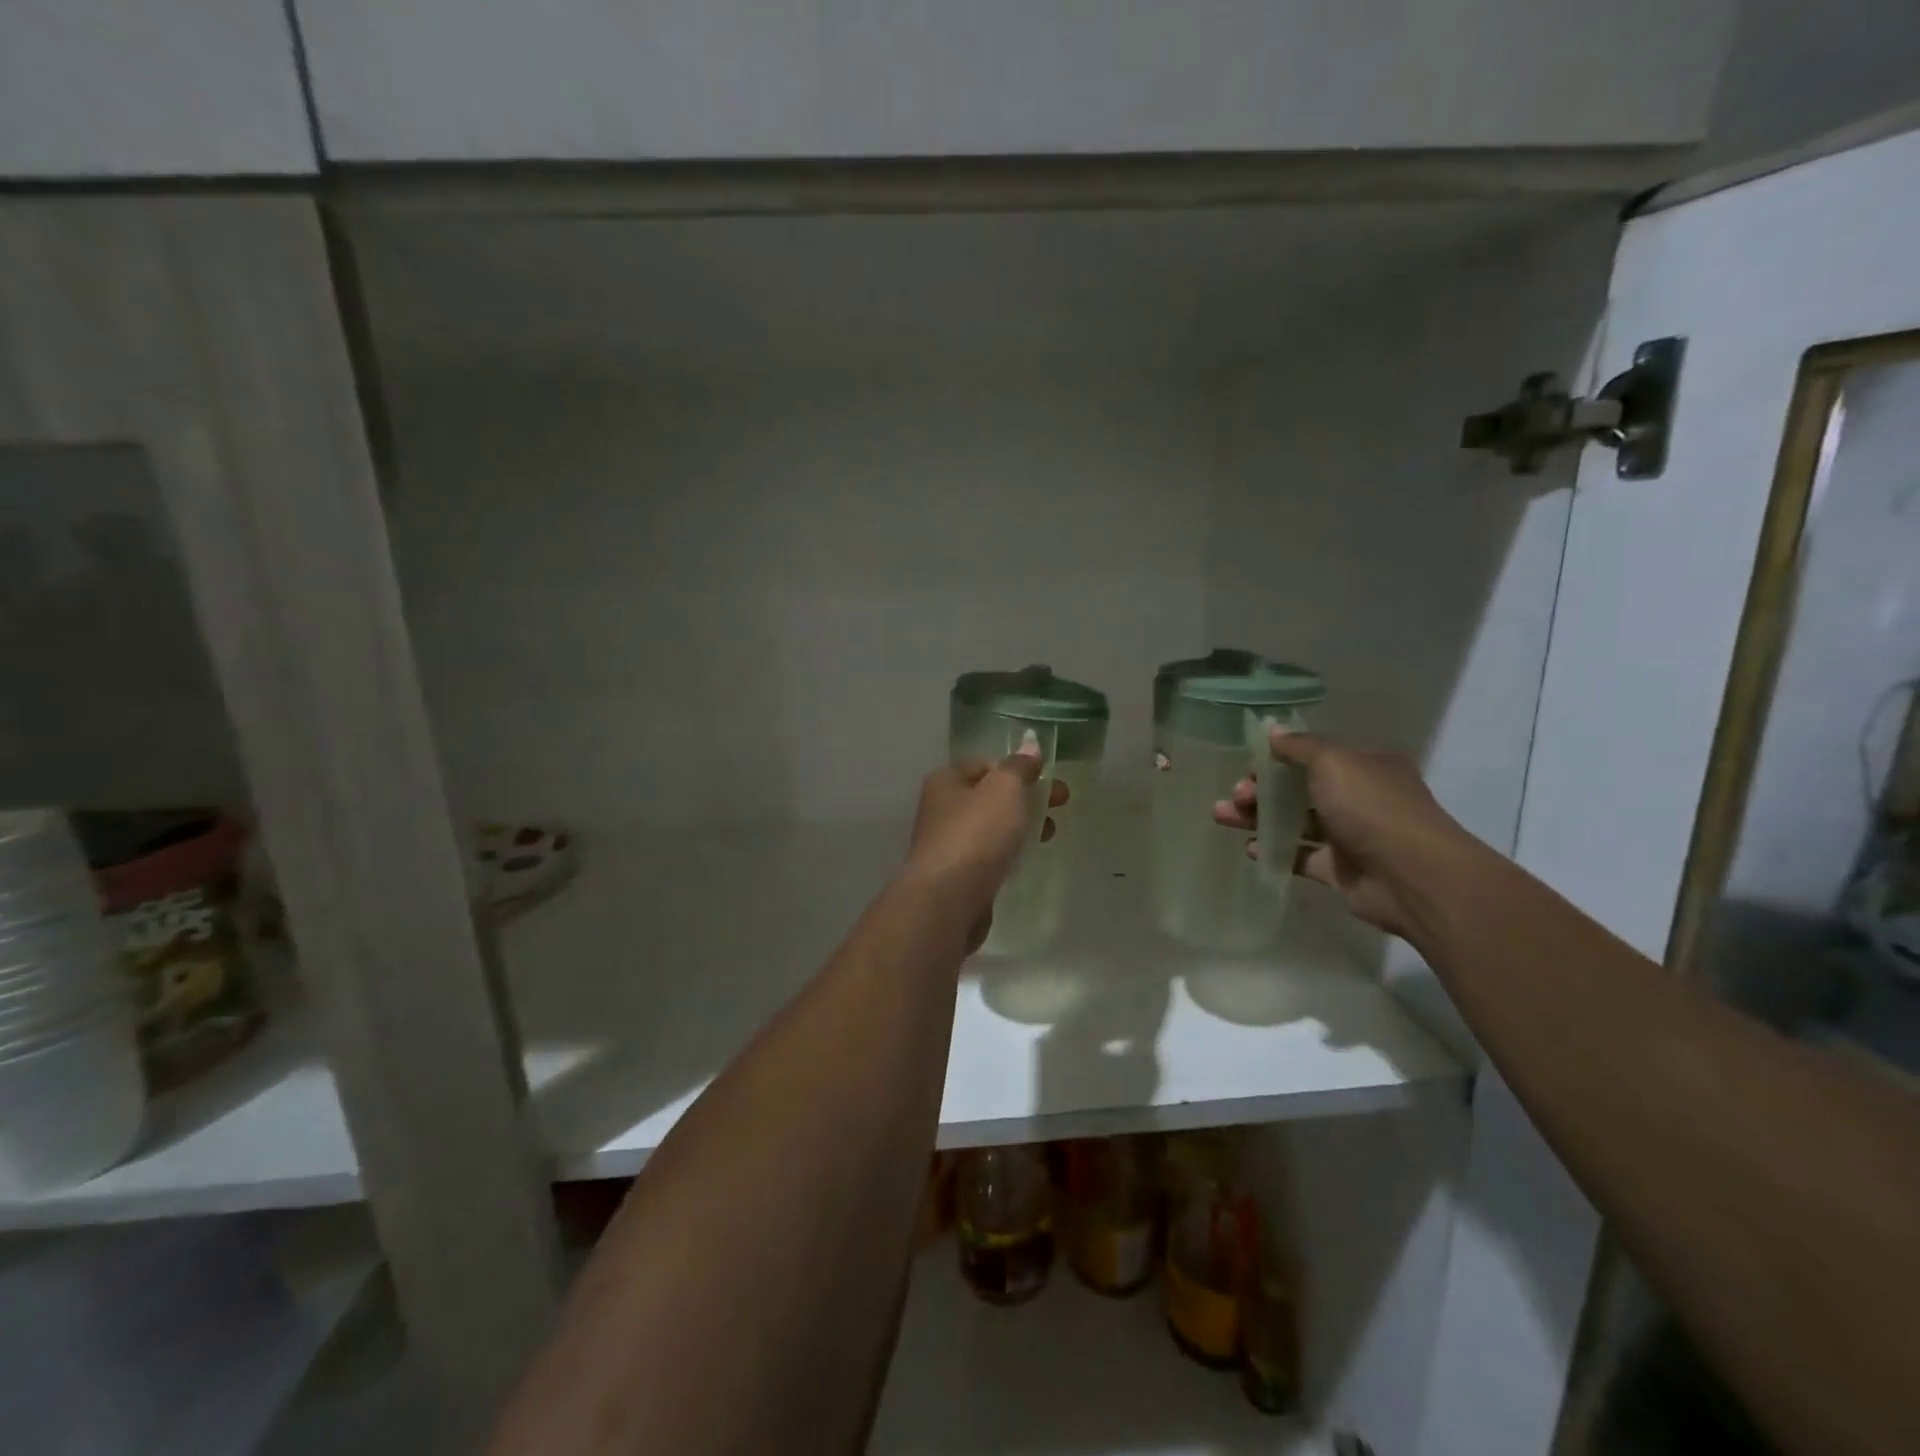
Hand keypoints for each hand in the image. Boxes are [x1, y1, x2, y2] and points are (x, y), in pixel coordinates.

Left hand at [901, 742, 1069, 948]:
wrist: (947, 899)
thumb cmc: (976, 834)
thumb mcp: (1004, 789)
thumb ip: (1019, 766)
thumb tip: (1030, 747)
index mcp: (946, 780)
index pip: (985, 764)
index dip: (1016, 768)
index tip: (1046, 778)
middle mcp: (942, 809)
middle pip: (990, 796)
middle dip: (1027, 798)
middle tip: (1062, 804)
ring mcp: (948, 844)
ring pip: (991, 828)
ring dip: (1022, 826)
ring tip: (1049, 835)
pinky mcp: (957, 876)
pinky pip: (989, 856)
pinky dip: (1009, 853)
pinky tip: (1025, 860)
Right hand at [1211, 730, 1470, 936]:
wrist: (1412, 876)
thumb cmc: (1371, 807)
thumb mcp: (1332, 762)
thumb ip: (1299, 747)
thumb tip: (1273, 731)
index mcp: (1364, 766)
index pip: (1314, 756)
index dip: (1278, 758)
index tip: (1248, 765)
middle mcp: (1359, 797)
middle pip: (1299, 789)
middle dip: (1261, 789)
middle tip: (1235, 795)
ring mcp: (1350, 835)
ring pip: (1295, 822)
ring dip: (1259, 817)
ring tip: (1222, 817)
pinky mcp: (1340, 870)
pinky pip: (1301, 856)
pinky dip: (1275, 851)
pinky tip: (1250, 849)